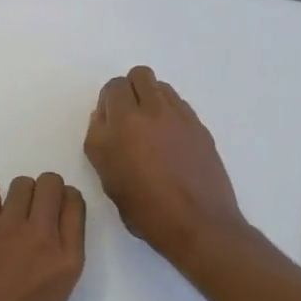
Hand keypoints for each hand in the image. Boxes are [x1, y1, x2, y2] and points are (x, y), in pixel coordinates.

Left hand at [0, 173, 86, 300]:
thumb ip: (59, 258)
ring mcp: (10, 228)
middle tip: (28, 212)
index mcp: (68, 261)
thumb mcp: (53, 297)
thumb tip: (52, 228)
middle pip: (52, 184)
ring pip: (22, 182)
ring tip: (4, 216)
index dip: (62, 202)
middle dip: (42, 192)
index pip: (75, 204)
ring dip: (15, 195)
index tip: (51, 213)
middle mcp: (44, 238)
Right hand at [84, 66, 248, 270]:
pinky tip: (171, 140)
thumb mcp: (107, 180)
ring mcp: (179, 116)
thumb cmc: (146, 210)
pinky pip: (179, 104)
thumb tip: (105, 118)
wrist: (198, 224)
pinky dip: (170, 112)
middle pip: (139, 75)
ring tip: (151, 128)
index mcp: (123, 124)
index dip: (108, 102)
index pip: (113, 88)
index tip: (110, 124)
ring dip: (151, 98)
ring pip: (161, 86)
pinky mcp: (199, 126)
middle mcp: (151, 111)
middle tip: (129, 118)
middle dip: (130, 90)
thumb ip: (100, 142)